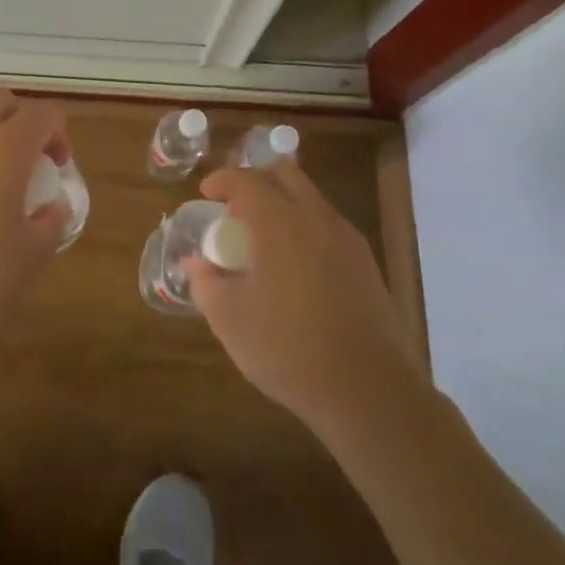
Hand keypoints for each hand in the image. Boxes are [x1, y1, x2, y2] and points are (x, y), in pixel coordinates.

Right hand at [188, 160, 413, 432]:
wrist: (368, 391)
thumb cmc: (289, 349)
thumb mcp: (230, 320)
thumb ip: (206, 283)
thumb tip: (195, 263)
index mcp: (279, 223)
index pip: (245, 180)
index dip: (221, 180)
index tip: (206, 194)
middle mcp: (316, 218)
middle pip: (285, 174)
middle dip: (255, 180)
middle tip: (235, 209)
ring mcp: (347, 239)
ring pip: (310, 198)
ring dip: (282, 203)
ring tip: (263, 241)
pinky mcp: (366, 263)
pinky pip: (328, 225)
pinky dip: (304, 227)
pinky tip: (294, 267)